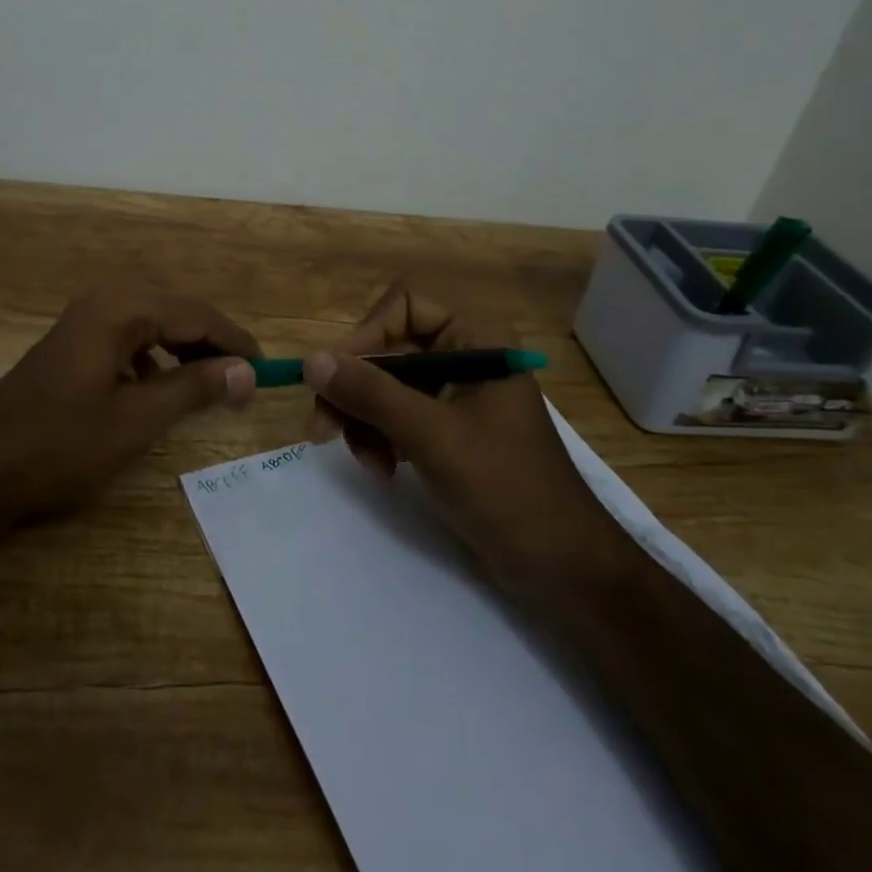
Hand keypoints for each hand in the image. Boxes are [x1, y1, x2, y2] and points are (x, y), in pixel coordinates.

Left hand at [0, 288, 260, 522]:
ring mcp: (85, 319)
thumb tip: (247, 370)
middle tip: (242, 378)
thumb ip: (195, 388)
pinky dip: (154, 356)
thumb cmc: (62, 443)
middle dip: (211, 343)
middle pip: (176, 312)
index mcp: (122, 309)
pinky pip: (129, 336)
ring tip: (210, 383)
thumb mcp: (138, 419)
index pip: (196, 314)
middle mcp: (105, 300)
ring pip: (153, 324)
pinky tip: (159, 386)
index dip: (234, 341)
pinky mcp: (74, 341)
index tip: (266, 369)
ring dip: (184, 349)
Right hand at [303, 284, 609, 586]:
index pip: (403, 305)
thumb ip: (371, 394)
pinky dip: (381, 437)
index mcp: (476, 338)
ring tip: (370, 464)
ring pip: (385, 384)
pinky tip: (384, 471)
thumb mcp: (431, 436)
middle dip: (355, 390)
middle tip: (322, 430)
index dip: (365, 334)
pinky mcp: (447, 427)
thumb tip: (311, 360)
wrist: (561, 566)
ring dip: (365, 420)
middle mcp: (464, 353)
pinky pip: (396, 413)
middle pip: (387, 348)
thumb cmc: (505, 487)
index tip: (335, 377)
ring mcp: (455, 392)